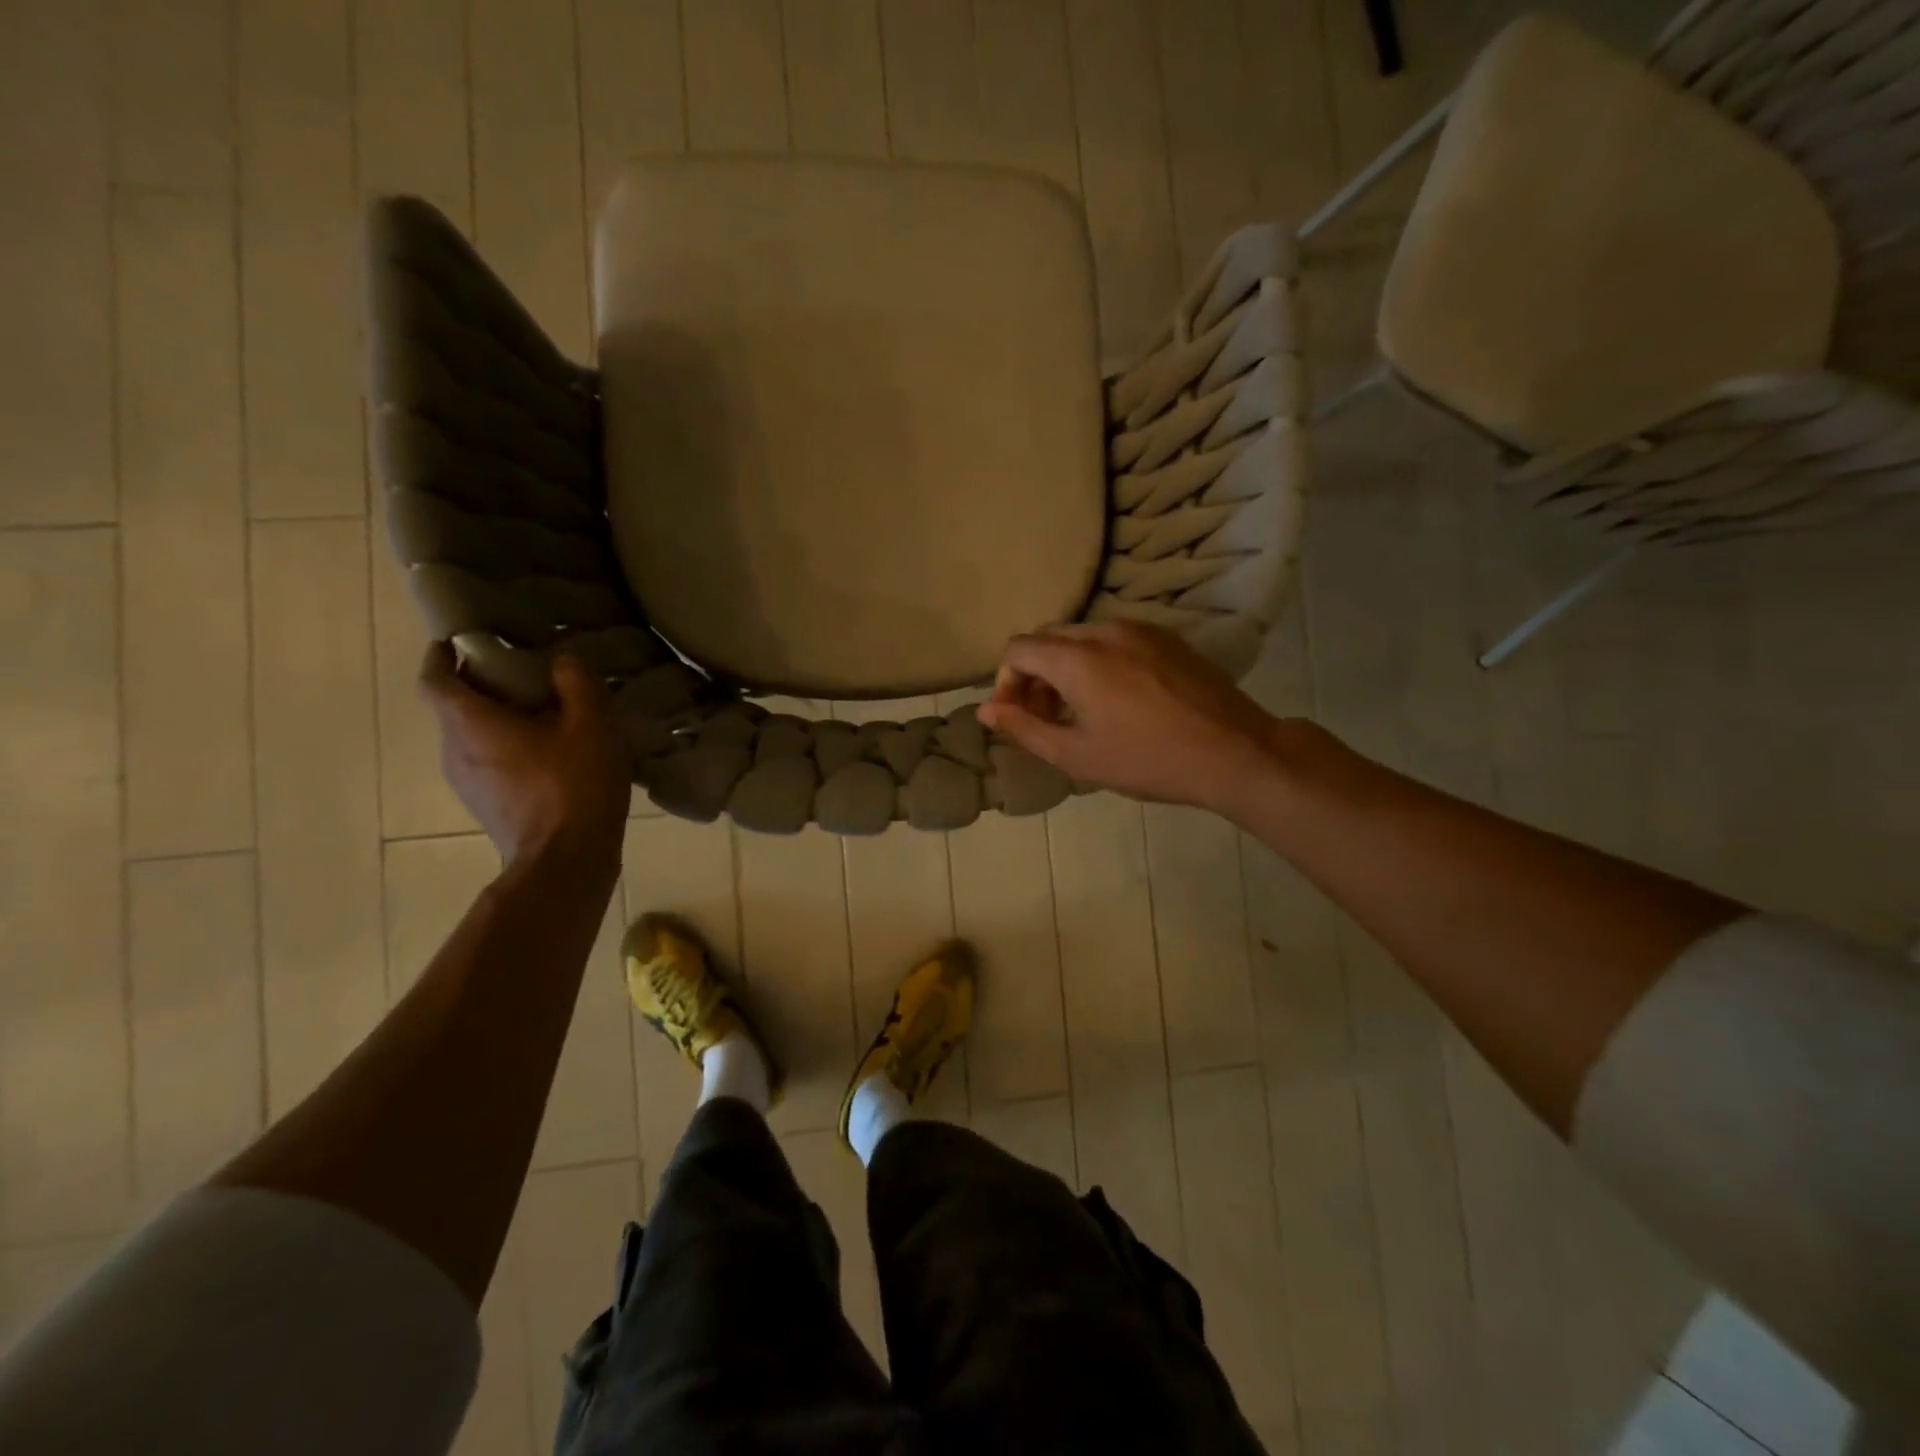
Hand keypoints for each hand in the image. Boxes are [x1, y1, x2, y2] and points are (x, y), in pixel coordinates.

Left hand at [419, 642, 630, 870]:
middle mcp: (454, 751)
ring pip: (471, 739)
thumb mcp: (591, 725)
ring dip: (496, 721)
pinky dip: (507, 749)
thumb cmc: (574, 785)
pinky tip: (548, 755)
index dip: (440, 657)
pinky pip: (488, 764)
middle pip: (454, 709)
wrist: (567, 861)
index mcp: (470, 724)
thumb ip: (577, 684)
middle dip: (480, 687)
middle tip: (520, 675)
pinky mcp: (487, 808)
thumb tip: (563, 661)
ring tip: (541, 715)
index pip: (434, 680)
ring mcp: (467, 785)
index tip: (456, 642)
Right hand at [976, 621, 1282, 813]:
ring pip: (1081, 636)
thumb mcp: (1076, 755)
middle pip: (1048, 638)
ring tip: (1079, 710)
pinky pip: (1114, 639)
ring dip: (1065, 667)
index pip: (1018, 648)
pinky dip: (1097, 660)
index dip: (1006, 681)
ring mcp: (1140, 629)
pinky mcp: (1166, 637)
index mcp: (1077, 658)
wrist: (1233, 752)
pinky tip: (1116, 698)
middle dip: (1034, 674)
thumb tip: (987, 710)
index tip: (1018, 716)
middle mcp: (1105, 630)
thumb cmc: (1147, 760)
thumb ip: (1024, 728)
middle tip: (1044, 716)